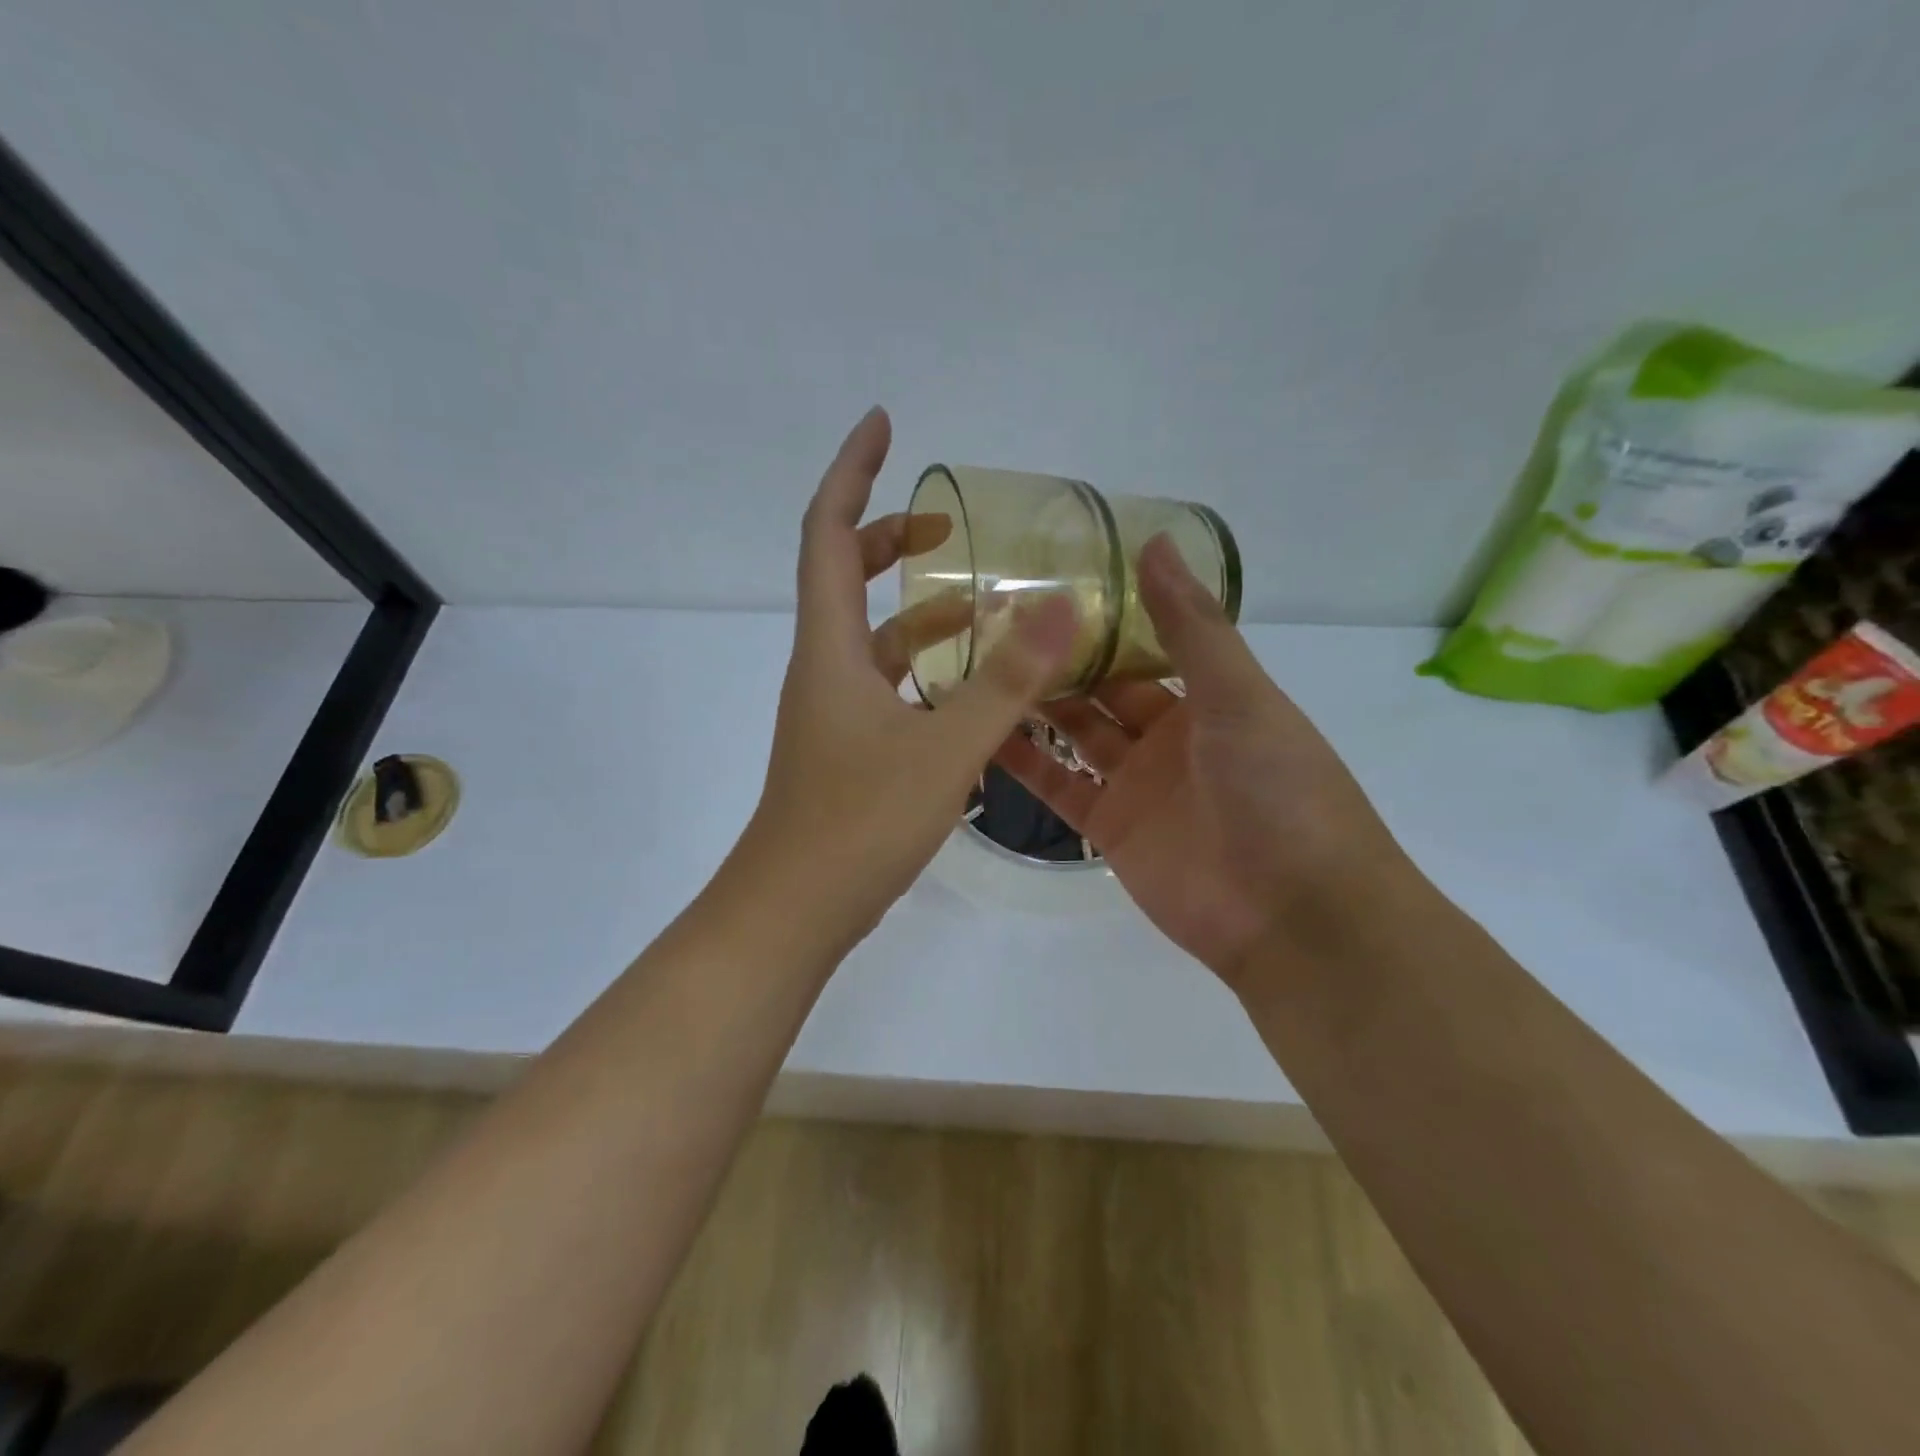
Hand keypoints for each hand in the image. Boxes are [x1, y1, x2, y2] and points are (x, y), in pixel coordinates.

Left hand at [743, 407, 1078, 947]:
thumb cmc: (858, 825)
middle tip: (948, 525)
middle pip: (847, 576)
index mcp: (831, 649)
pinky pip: (888, 685)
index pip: (831, 533)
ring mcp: (834, 711)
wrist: (795, 910)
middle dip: (893, 537)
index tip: (882, 424)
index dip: (852, 472)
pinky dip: (925, 669)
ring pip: (874, 638)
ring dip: (920, 613)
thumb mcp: (944, 749)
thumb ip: (1005, 681)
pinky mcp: (849, 748)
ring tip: (983, 607)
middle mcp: (824, 669)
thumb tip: (1060, 607)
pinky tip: (970, 690)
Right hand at [994, 537, 1405, 986]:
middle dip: (1058, 657)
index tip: (1047, 580)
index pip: (1144, 643)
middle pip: (1102, 687)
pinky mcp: (1109, 828)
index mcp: (1208, 697)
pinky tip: (980, 732)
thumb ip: (1192, 626)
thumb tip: (1154, 540)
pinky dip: (1023, 763)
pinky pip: (1058, 787)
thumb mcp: (1240, 696)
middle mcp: (1169, 735)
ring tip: (976, 665)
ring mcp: (1136, 783)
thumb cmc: (1279, 790)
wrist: (1293, 915)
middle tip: (994, 619)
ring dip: (1033, 704)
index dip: (1101, 615)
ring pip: (1073, 733)